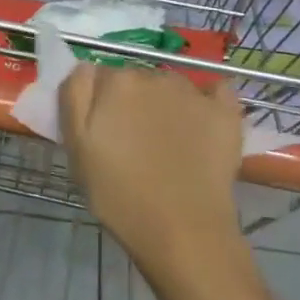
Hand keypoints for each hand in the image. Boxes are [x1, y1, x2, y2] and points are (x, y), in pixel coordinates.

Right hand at [59, 63, 245, 280]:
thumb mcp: (77, 147)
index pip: (100, 78)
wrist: (183, 232)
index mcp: (116, 82)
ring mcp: (193, 92)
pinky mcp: (225, 112)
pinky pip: (215, 91)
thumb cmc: (120, 195)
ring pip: (170, 87)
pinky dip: (208, 101)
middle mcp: (154, 75)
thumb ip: (74, 96)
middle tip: (132, 143)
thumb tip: (86, 67)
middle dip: (132, 103)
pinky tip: (202, 122)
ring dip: (165, 104)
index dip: (98, 103)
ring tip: (167, 144)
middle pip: (136, 80)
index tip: (102, 131)